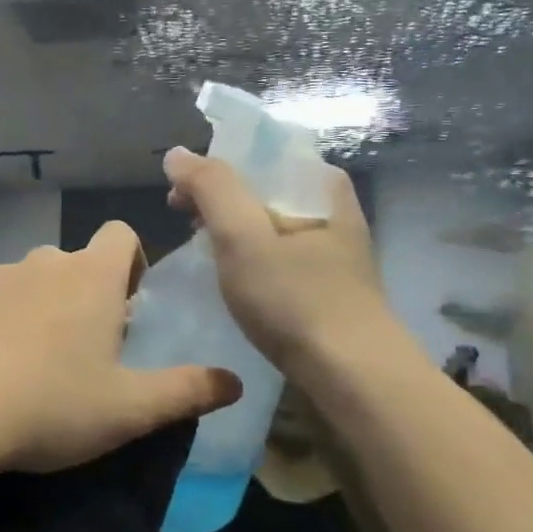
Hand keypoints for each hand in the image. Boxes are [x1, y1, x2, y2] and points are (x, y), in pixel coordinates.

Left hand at [0, 221, 241, 474]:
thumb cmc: (50, 405)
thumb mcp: (129, 409)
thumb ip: (187, 391)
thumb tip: (235, 382)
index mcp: (90, 276)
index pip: (121, 234)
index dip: (131, 262)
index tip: (127, 306)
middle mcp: (42, 262)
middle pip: (74, 262)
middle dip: (86, 294)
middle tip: (85, 351)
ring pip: (30, 280)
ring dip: (41, 307)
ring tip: (35, 364)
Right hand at [162, 147, 395, 370]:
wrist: (354, 377)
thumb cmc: (295, 300)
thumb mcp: (243, 236)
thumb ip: (210, 187)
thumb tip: (178, 153)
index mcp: (320, 184)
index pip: (256, 153)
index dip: (211, 166)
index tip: (179, 196)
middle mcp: (331, 207)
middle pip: (260, 186)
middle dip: (215, 199)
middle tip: (183, 223)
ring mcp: (331, 246)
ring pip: (266, 221)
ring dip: (229, 229)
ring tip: (201, 252)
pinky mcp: (326, 281)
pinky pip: (276, 251)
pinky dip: (248, 255)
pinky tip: (232, 277)